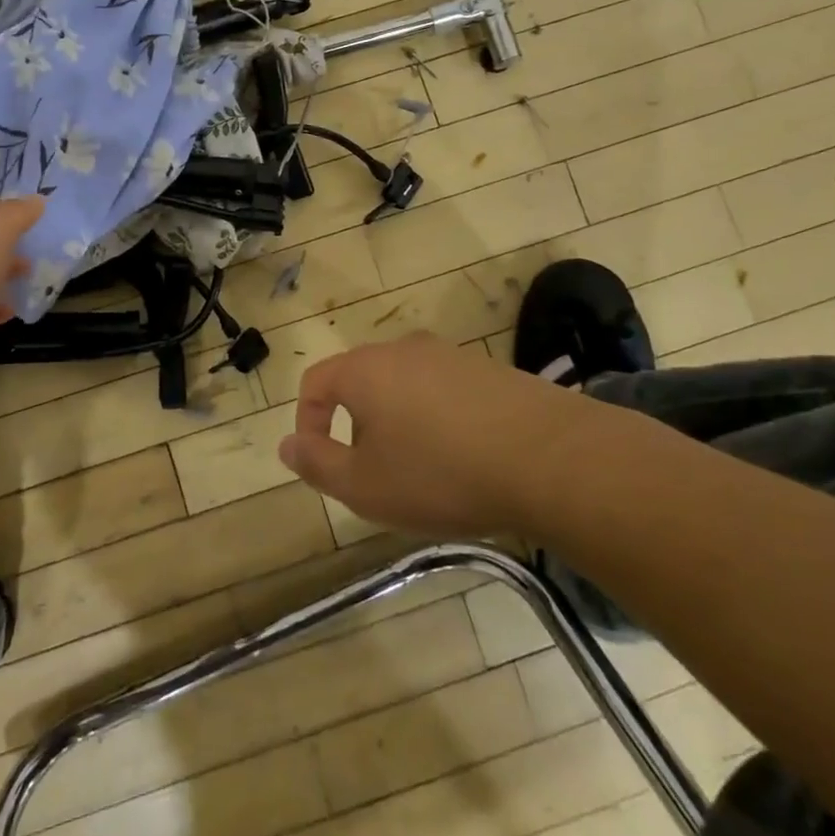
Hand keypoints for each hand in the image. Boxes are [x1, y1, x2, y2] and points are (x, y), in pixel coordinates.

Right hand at [277, 333, 589, 537]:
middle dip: (356, 427)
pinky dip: (437, 420)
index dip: (307, 421)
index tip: (321, 461)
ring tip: (422, 472)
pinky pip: (443, 391)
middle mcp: (402, 349)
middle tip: (374, 475)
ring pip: (403, 386)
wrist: (548, 457)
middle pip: (360, 382)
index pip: (315, 381)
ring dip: (398, 424)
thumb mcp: (365, 486)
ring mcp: (449, 355)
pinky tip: (464, 458)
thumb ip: (318, 463)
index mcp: (364, 369)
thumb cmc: (440, 473)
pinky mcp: (488, 369)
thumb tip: (286, 444)